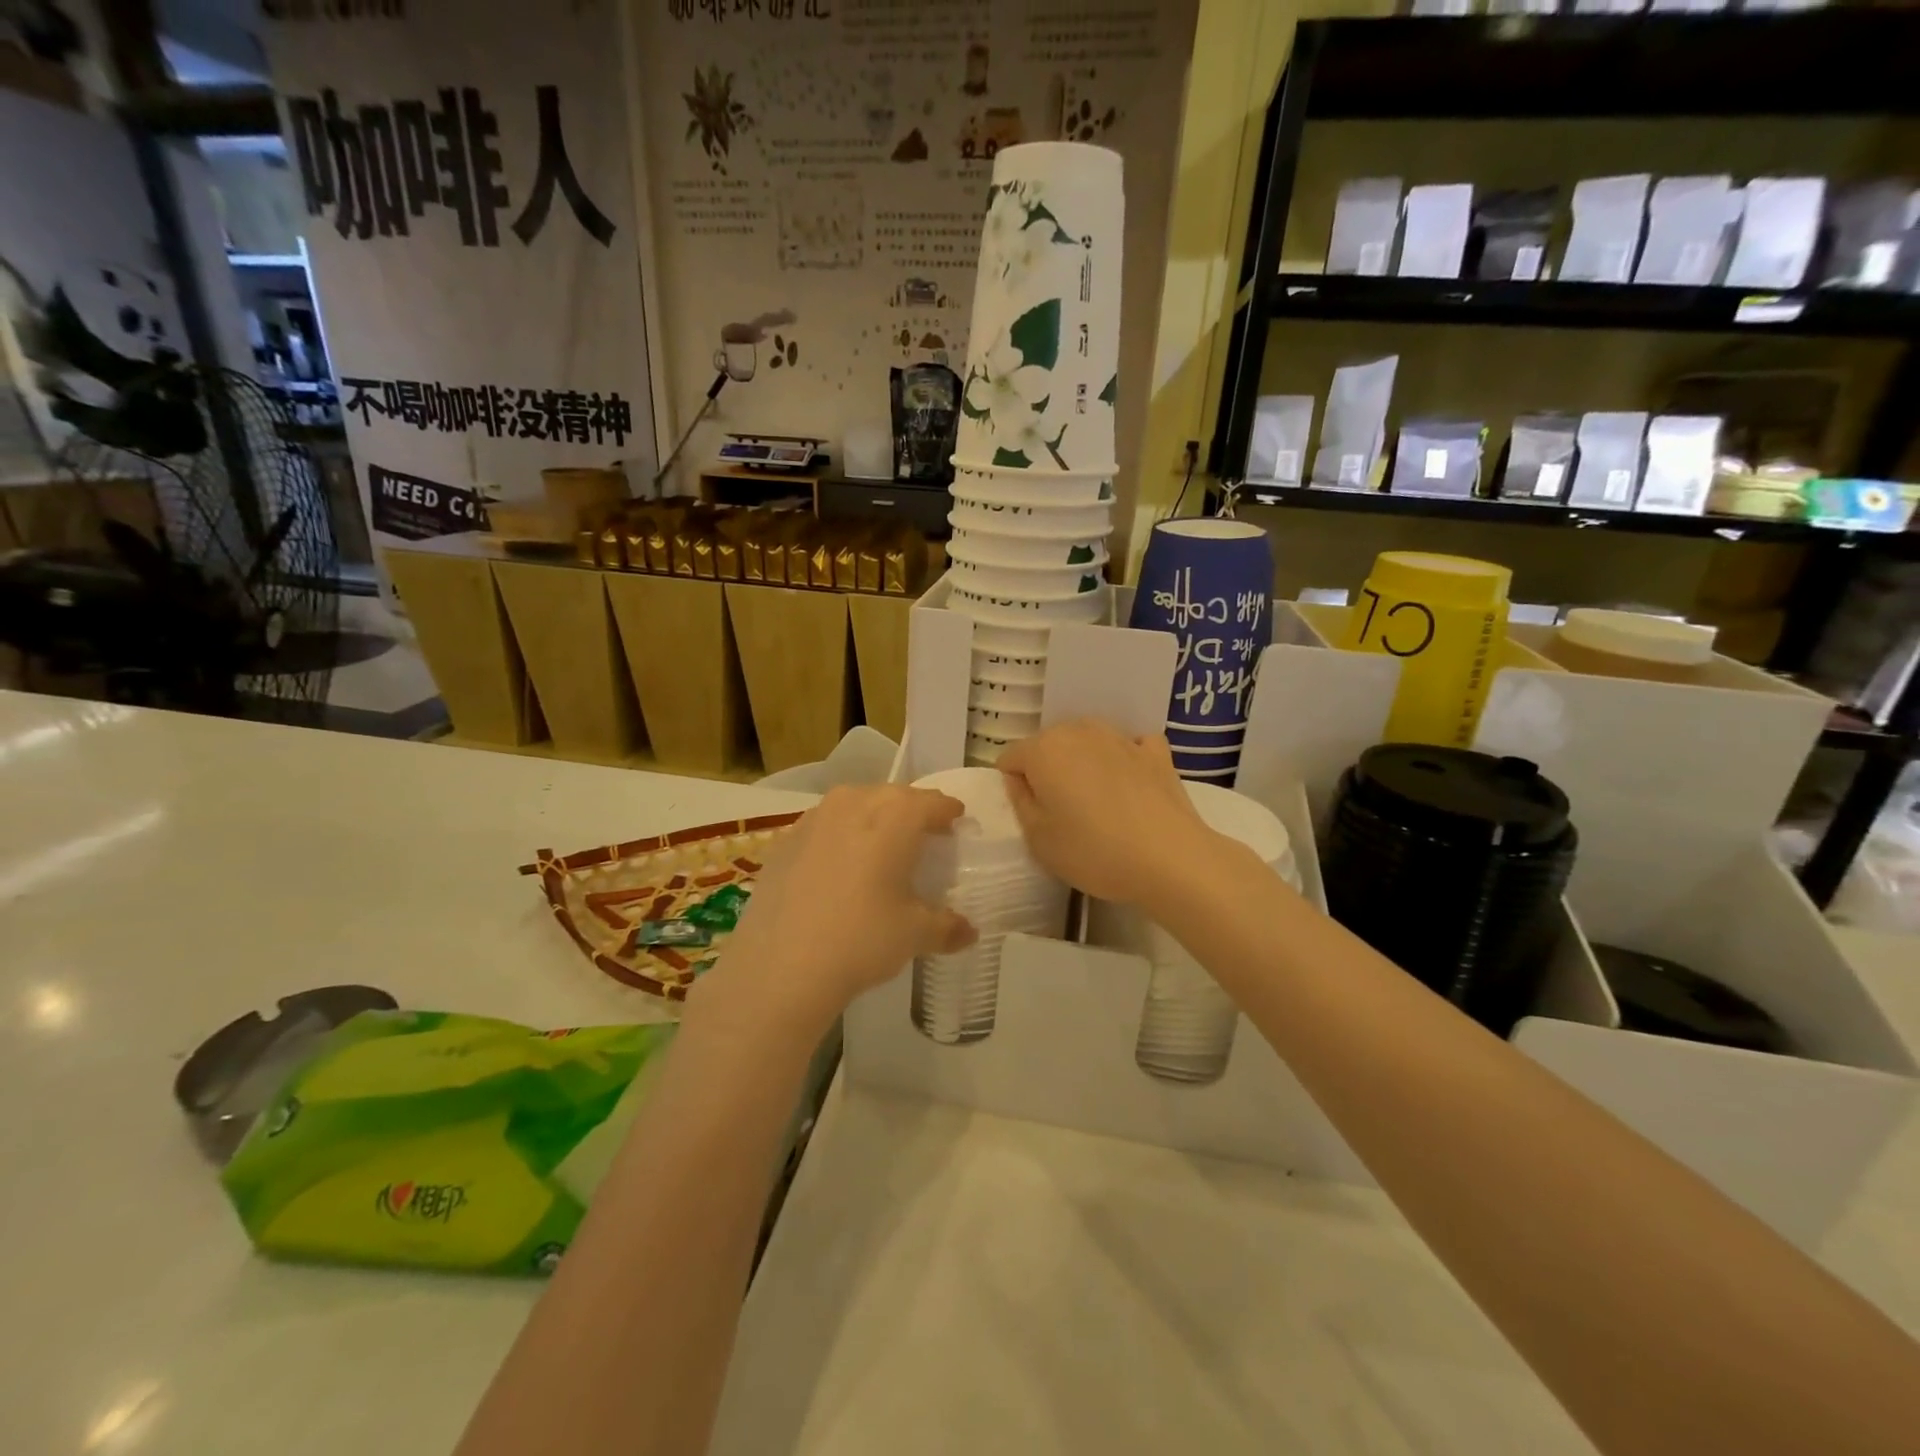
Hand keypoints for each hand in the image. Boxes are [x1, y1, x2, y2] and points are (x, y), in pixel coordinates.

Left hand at [700, 785, 976, 1029]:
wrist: (779, 966)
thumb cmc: (861, 939)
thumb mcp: (914, 934)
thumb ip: (946, 927)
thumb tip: (969, 933)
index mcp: (895, 816)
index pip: (931, 802)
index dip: (948, 812)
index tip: (956, 821)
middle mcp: (854, 803)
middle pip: (893, 796)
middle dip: (912, 811)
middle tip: (923, 835)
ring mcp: (814, 818)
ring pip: (855, 804)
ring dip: (873, 818)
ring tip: (881, 846)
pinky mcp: (784, 840)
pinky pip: (824, 825)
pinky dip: (839, 835)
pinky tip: (839, 865)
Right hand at [997, 720, 1220, 904]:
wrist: (1170, 859)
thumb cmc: (1093, 851)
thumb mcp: (1038, 839)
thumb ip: (1021, 802)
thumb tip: (1020, 780)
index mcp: (1044, 749)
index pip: (1011, 758)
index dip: (1014, 786)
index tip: (1031, 815)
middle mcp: (1079, 731)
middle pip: (1049, 745)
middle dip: (1048, 771)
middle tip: (1062, 812)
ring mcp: (1121, 737)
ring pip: (1088, 742)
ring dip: (1084, 763)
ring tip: (1097, 804)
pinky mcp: (1156, 752)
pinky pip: (1130, 747)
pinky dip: (1126, 760)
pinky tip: (1131, 784)